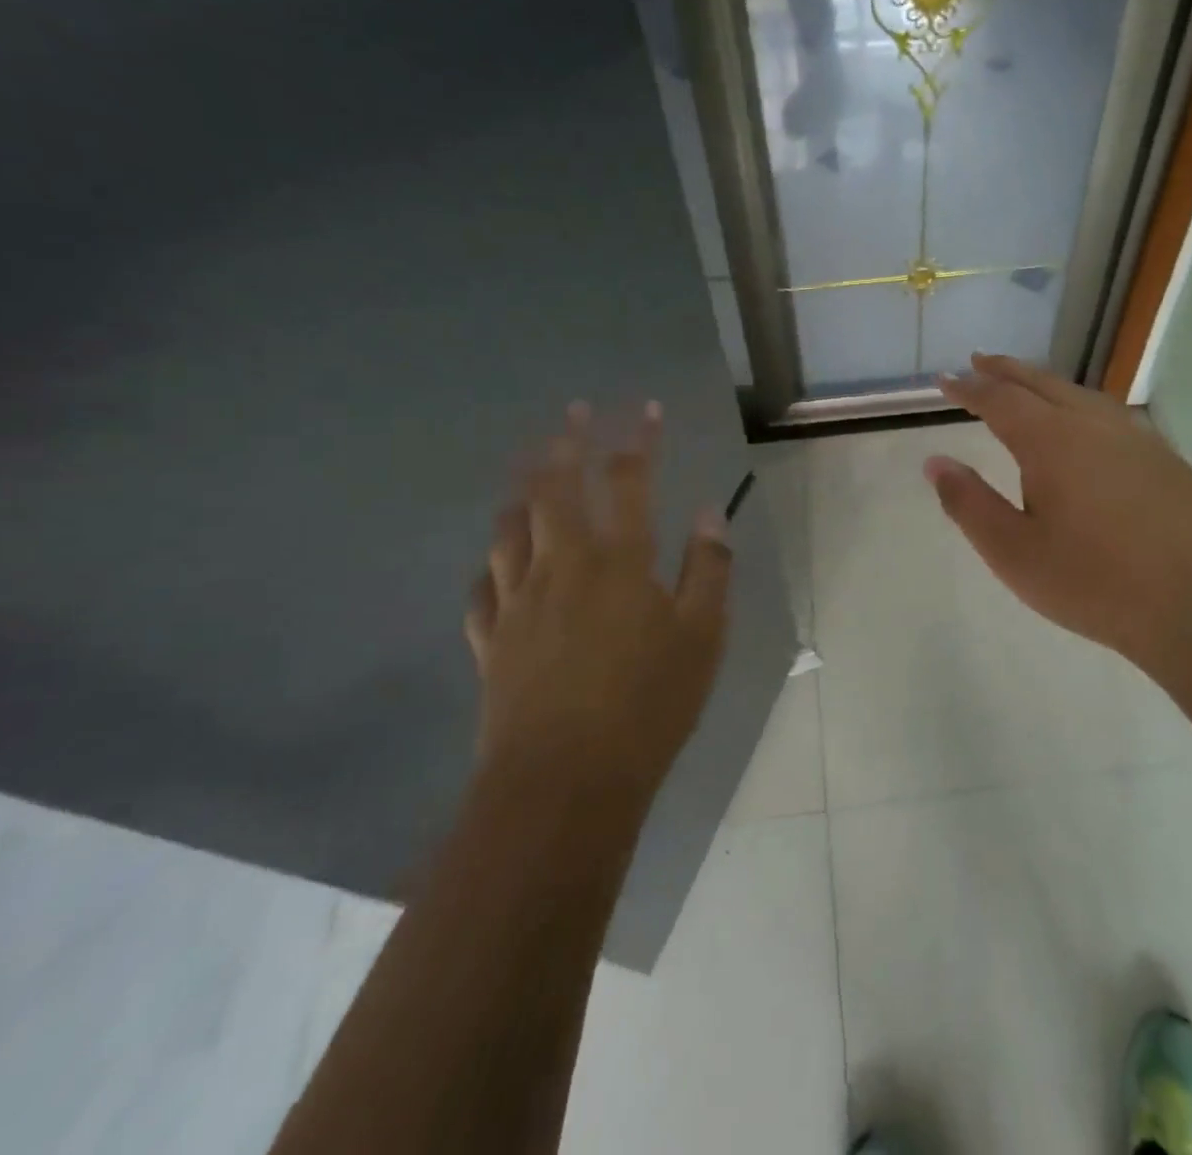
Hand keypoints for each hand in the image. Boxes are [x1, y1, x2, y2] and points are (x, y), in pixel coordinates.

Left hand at [463, 402, 731, 803]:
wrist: (564, 783)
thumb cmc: (648, 705)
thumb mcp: (703, 637)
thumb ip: (708, 570)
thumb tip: (709, 514)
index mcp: (618, 561)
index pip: (628, 481)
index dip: (638, 440)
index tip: (645, 409)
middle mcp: (562, 566)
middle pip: (555, 489)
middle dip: (565, 444)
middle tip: (571, 413)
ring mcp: (518, 602)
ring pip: (510, 528)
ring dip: (521, 491)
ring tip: (527, 470)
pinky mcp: (490, 641)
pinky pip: (483, 587)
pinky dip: (491, 564)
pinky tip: (495, 563)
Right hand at [928, 354, 1191, 687]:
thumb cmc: (1094, 583)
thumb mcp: (1014, 553)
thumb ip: (969, 503)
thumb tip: (935, 462)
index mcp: (1052, 441)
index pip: (999, 399)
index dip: (969, 388)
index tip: (945, 379)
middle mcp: (1094, 424)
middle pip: (1042, 383)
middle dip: (1006, 371)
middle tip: (979, 362)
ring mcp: (1136, 438)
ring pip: (1080, 394)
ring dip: (1044, 384)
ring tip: (1025, 386)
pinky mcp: (1165, 458)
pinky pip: (1109, 413)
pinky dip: (1079, 404)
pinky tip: (1083, 424)